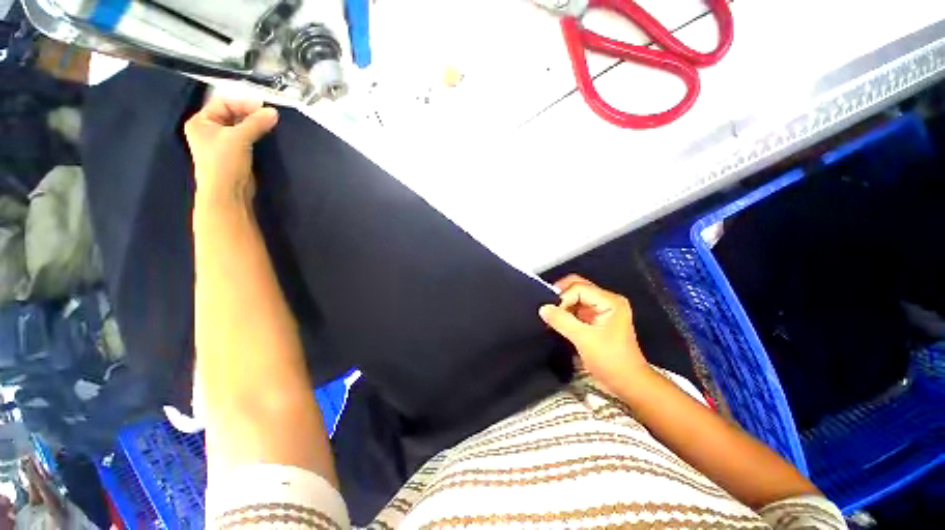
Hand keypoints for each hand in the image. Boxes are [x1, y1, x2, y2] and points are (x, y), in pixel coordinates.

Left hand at [183, 98, 278, 207]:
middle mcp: (209, 129)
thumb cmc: (224, 163)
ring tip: (270, 124)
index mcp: (201, 121)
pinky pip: (246, 138)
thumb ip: (256, 123)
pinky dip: (256, 135)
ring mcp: (222, 142)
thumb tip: (274, 112)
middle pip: (232, 114)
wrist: (228, 193)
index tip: (263, 107)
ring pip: (240, 126)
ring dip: (255, 125)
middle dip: (250, 114)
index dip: (242, 103)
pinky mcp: (235, 154)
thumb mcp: (239, 138)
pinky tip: (267, 135)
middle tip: (269, 116)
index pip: (223, 103)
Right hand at [539, 275, 649, 389]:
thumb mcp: (584, 339)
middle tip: (547, 309)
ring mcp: (601, 310)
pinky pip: (576, 309)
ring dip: (562, 306)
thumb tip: (543, 308)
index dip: (563, 298)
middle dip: (560, 297)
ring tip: (550, 318)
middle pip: (577, 288)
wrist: (628, 383)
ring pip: (575, 298)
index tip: (552, 314)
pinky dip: (565, 313)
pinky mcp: (595, 320)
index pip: (578, 288)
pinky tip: (557, 322)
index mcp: (609, 301)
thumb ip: (562, 321)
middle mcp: (606, 301)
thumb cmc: (611, 361)